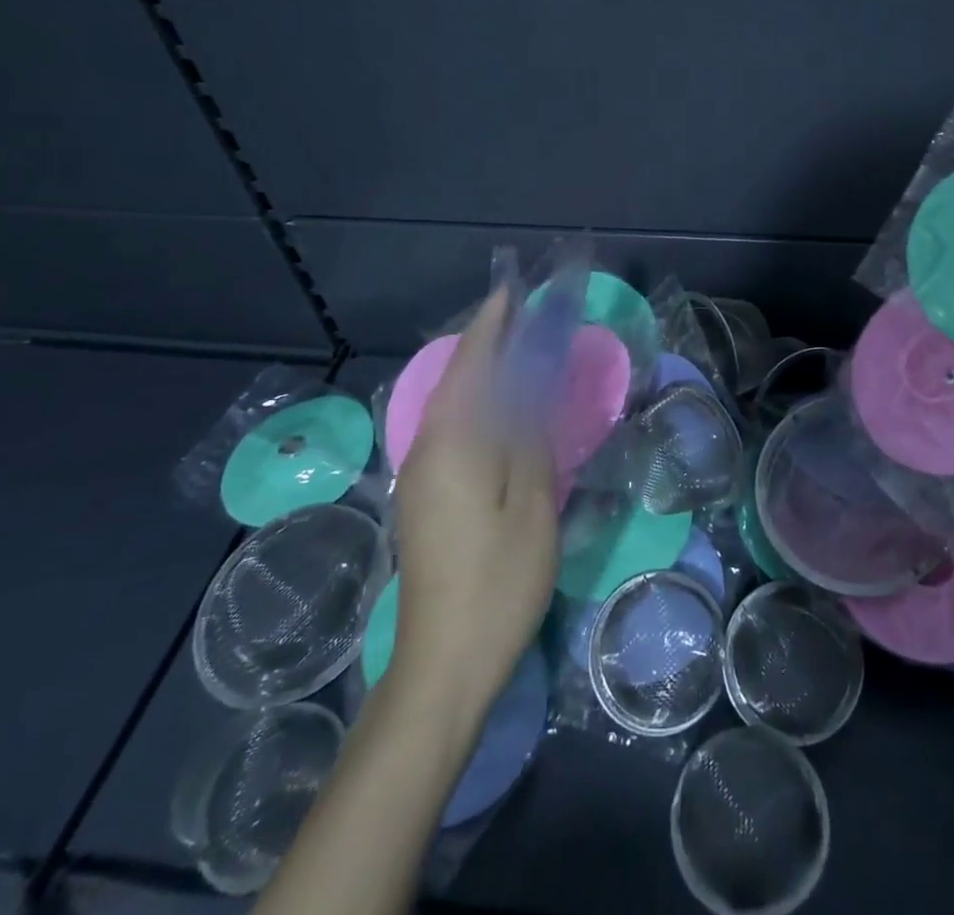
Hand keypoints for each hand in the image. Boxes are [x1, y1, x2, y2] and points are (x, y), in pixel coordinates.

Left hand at [387, 286, 558, 726]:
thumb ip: (531, 442)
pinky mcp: (425, 497)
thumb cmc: (497, 581)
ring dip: (481, 372)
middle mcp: (428, 448)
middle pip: (458, 379)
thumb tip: (530, 393)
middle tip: (523, 317)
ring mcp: (421, 475)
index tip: (511, 290)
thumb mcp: (532, 506)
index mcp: (454, 443)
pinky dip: (477, 403)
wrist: (443, 663)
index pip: (473, 364)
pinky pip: (452, 429)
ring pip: (453, 404)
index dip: (492, 324)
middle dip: (486, 342)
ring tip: (517, 351)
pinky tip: (500, 410)